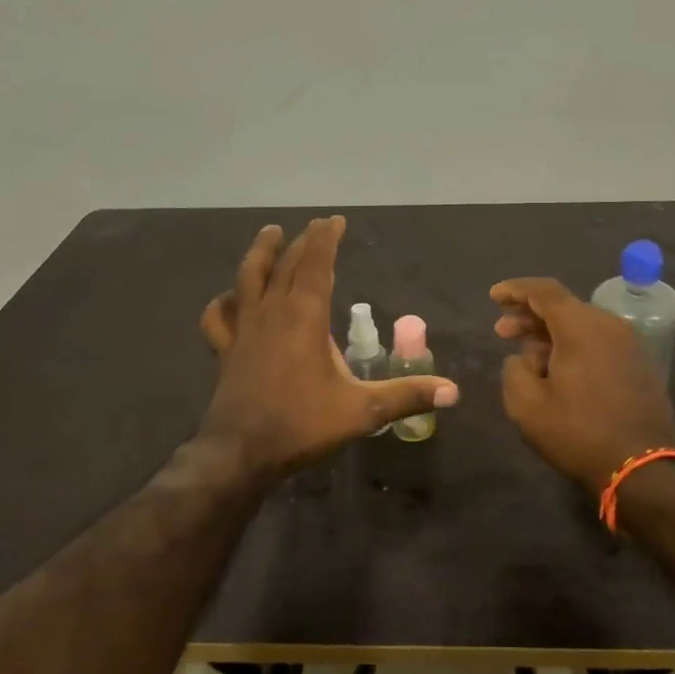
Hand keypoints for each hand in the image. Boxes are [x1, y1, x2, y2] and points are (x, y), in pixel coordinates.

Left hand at [199, 217, 458, 477]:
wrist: (240, 453)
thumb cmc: (303, 425)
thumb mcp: (363, 411)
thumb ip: (407, 396)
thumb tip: (454, 392)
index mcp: (305, 317)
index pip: (317, 265)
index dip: (326, 240)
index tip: (335, 221)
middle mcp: (272, 313)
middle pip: (287, 265)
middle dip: (304, 242)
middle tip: (316, 225)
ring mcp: (244, 330)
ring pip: (248, 278)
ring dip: (261, 253)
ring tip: (270, 233)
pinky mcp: (225, 350)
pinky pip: (220, 317)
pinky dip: (224, 302)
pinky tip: (230, 298)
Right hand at [491, 277, 674, 489]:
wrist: (640, 468)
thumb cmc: (578, 433)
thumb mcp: (527, 406)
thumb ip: (514, 370)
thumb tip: (523, 358)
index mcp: (581, 328)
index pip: (545, 291)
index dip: (516, 289)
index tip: (493, 296)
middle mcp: (610, 326)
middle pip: (564, 306)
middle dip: (530, 315)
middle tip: (502, 331)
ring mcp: (630, 345)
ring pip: (583, 325)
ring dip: (551, 333)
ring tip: (527, 355)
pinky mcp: (640, 365)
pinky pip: (600, 342)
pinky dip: (574, 345)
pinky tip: (559, 369)